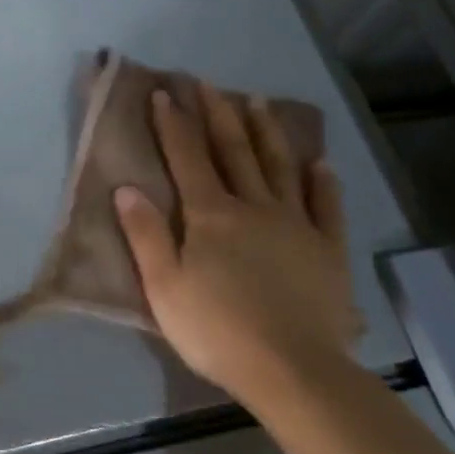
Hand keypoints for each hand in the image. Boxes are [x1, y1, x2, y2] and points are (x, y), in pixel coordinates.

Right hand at [114, 83, 361, 403]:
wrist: (293, 370)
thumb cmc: (217, 331)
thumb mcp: (164, 287)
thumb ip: (146, 235)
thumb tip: (127, 188)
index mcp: (210, 216)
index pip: (187, 158)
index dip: (174, 123)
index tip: (165, 92)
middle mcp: (253, 207)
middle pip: (233, 151)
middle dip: (218, 115)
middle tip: (209, 83)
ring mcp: (296, 225)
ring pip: (279, 167)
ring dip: (266, 132)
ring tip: (258, 102)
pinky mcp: (327, 249)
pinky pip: (326, 207)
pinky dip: (323, 182)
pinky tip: (320, 164)